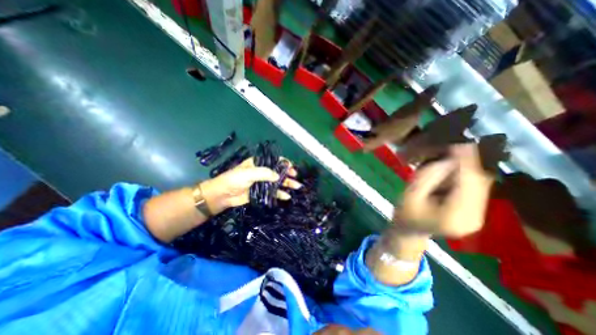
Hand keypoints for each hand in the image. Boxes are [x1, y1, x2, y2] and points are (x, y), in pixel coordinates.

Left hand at [200, 158, 302, 214]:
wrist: (222, 195)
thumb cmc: (234, 179)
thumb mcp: (248, 173)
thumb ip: (264, 173)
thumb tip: (278, 176)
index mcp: (258, 163)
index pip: (274, 160)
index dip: (283, 162)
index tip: (291, 166)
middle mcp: (262, 172)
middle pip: (278, 172)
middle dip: (288, 174)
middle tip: (296, 177)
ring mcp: (262, 183)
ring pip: (278, 182)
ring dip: (287, 184)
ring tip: (297, 187)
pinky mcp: (261, 193)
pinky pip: (273, 193)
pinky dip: (280, 194)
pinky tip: (287, 196)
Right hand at [395, 144, 493, 237]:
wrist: (410, 231)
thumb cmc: (405, 214)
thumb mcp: (410, 194)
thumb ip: (428, 177)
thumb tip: (448, 159)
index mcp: (454, 216)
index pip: (467, 184)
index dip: (466, 162)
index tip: (462, 142)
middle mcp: (473, 218)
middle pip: (479, 184)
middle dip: (471, 162)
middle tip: (459, 144)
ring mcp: (477, 217)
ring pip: (481, 185)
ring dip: (470, 167)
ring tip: (457, 153)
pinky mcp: (475, 213)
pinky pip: (476, 190)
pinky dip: (468, 176)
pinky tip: (457, 168)